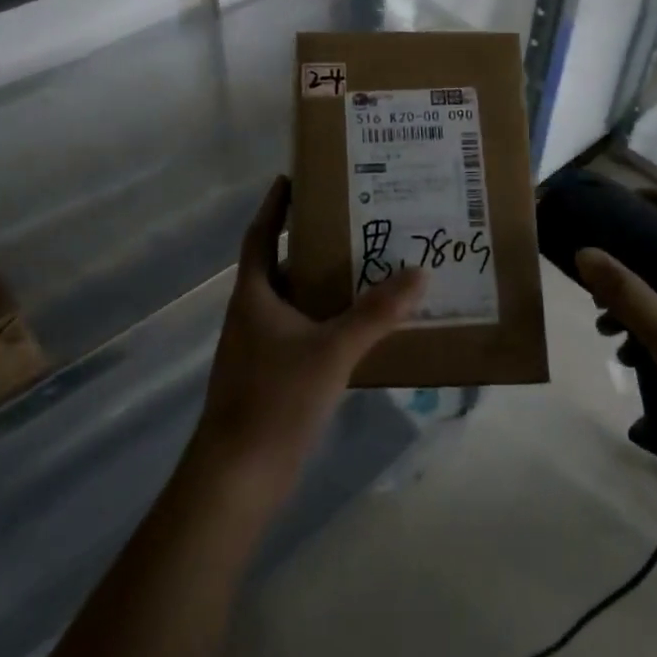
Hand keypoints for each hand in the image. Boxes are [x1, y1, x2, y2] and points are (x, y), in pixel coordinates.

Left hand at [191, 176, 424, 496]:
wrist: (237, 479)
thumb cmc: (274, 400)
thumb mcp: (331, 351)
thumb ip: (375, 313)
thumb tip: (419, 273)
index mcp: (254, 295)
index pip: (260, 235)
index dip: (274, 205)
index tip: (293, 177)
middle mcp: (254, 314)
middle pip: (282, 265)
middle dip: (313, 242)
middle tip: (354, 220)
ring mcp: (261, 348)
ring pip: (296, 302)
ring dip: (324, 283)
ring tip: (368, 265)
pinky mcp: (273, 377)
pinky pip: (304, 333)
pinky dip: (328, 321)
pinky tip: (361, 326)